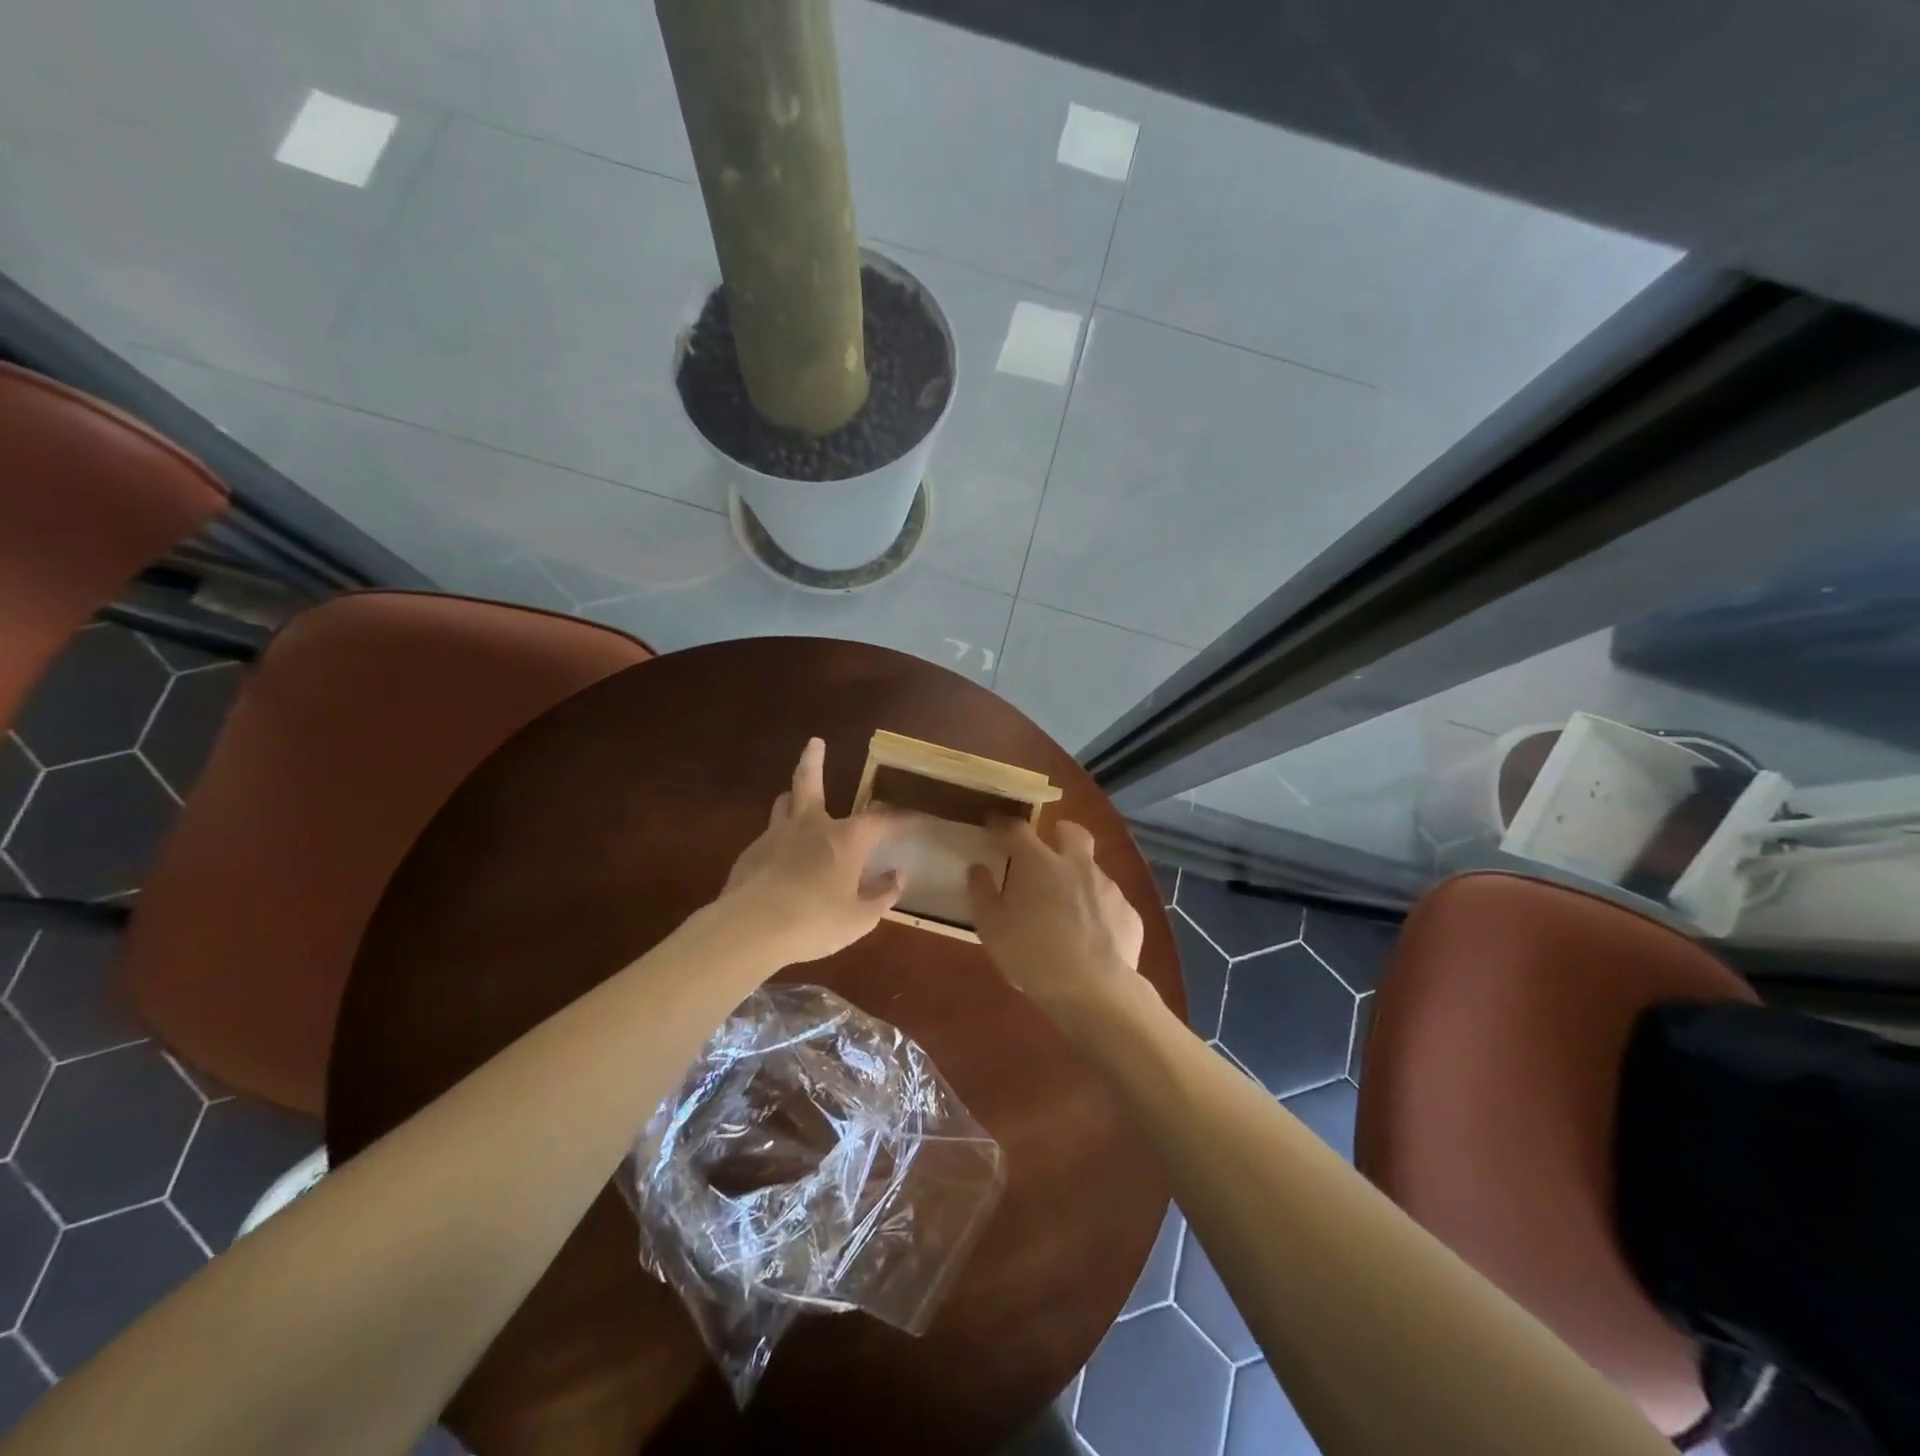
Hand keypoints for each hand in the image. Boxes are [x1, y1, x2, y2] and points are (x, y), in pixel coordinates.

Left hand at [720, 738, 903, 964]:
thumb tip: (898, 876)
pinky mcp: (750, 854)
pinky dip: (779, 838)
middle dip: (814, 760)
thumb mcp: (859, 918)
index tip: (915, 817)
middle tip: (815, 742)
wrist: (750, 929)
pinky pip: (768, 835)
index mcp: (846, 839)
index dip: (900, 819)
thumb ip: (881, 895)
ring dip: (793, 796)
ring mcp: (776, 836)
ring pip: (784, 803)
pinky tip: (778, 857)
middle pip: (810, 782)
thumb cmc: (814, 922)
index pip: (881, 821)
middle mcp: (811, 826)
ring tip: (794, 796)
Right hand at [967, 819, 1144, 1015]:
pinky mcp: (1129, 913)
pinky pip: (1110, 904)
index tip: (993, 826)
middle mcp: (1077, 865)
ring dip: (1079, 878)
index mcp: (1038, 863)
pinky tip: (1092, 937)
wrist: (1095, 990)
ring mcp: (1108, 887)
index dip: (1002, 825)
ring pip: (1093, 869)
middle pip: (1072, 832)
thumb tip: (977, 870)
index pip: (1017, 829)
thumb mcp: (992, 929)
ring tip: (1068, 907)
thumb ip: (982, 894)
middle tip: (1048, 846)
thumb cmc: (1032, 955)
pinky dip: (1098, 912)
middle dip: (1060, 832)